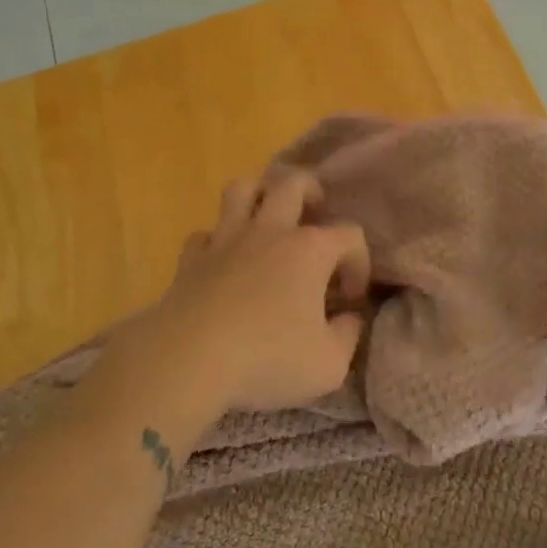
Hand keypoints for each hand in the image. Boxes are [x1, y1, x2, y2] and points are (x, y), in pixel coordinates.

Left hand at [117, 172, 370, 413]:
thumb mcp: (329, 363)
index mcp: (310, 250)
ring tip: (268, 217)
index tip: (351, 299)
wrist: (186, 362)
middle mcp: (269, 232)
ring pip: (241, 190)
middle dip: (311, 191)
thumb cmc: (267, 358)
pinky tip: (223, 261)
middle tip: (316, 214)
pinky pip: (204, 235)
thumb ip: (347, 336)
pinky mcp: (190, 261)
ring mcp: (225, 241)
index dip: (359, 263)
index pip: (350, 235)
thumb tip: (349, 319)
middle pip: (292, 184)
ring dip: (258, 196)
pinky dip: (216, 242)